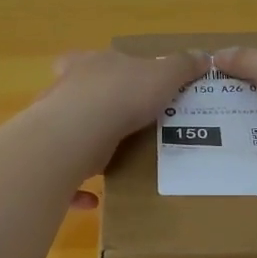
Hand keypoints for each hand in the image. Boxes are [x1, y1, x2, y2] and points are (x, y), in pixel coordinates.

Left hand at [37, 49, 204, 199]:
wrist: (78, 131)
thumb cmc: (122, 94)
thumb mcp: (163, 75)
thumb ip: (182, 67)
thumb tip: (204, 56)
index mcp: (90, 65)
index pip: (87, 59)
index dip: (99, 69)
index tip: (113, 81)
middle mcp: (66, 91)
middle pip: (75, 96)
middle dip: (92, 109)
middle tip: (119, 125)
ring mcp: (54, 124)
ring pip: (67, 135)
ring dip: (84, 147)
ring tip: (111, 163)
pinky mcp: (52, 158)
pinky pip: (64, 175)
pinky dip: (77, 189)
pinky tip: (95, 201)